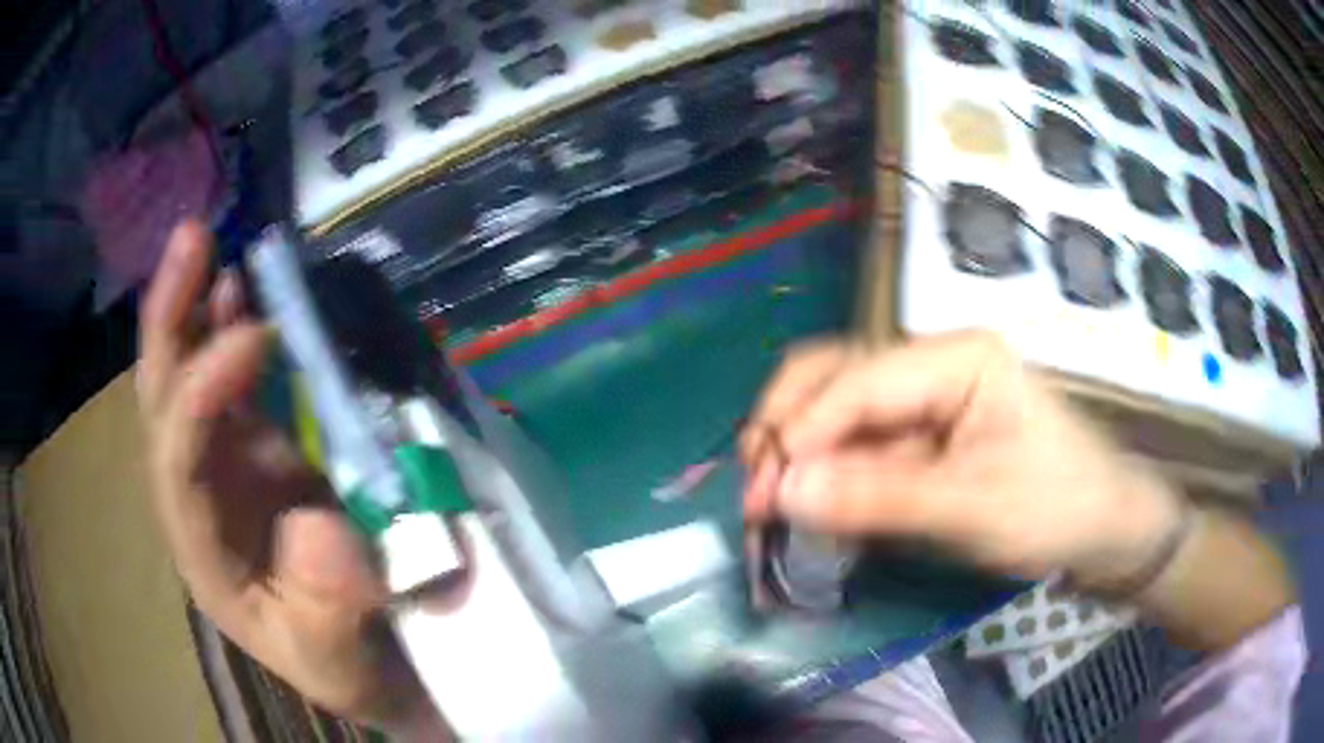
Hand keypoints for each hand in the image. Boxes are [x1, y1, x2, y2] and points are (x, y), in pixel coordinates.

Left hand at [137, 221, 430, 728]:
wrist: (367, 655)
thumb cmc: (345, 660)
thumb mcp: (339, 657)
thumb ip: (327, 610)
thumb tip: (323, 531)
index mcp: (204, 551)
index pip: (176, 462)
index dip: (202, 396)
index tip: (255, 337)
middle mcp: (196, 497)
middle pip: (160, 402)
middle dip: (168, 321)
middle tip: (191, 241)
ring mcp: (222, 467)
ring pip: (185, 379)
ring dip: (193, 309)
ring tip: (209, 247)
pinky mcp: (251, 450)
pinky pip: (227, 380)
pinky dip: (227, 329)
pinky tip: (236, 290)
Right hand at [740, 332, 1183, 590]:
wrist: (1105, 531)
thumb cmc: (1057, 508)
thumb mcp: (972, 507)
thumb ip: (879, 498)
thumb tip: (783, 492)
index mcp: (958, 356)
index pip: (859, 380)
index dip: (801, 432)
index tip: (761, 493)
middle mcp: (935, 363)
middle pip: (837, 374)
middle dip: (787, 426)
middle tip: (755, 487)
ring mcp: (929, 399)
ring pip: (842, 409)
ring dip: (801, 450)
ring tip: (772, 498)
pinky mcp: (926, 436)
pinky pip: (863, 445)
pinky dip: (830, 474)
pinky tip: (813, 505)